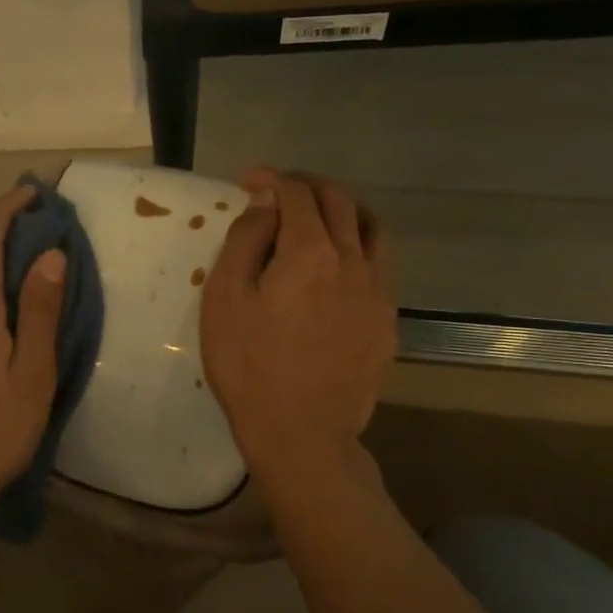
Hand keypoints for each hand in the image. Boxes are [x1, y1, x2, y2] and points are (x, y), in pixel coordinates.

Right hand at [200, 169, 396, 486]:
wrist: (302, 433)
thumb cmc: (249, 366)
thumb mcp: (225, 300)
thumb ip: (245, 242)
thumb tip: (265, 207)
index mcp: (310, 252)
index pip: (297, 194)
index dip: (272, 179)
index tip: (248, 181)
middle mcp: (354, 260)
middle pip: (340, 201)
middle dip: (308, 185)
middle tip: (280, 190)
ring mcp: (378, 291)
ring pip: (371, 227)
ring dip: (343, 209)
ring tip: (318, 216)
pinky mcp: (387, 320)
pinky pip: (381, 262)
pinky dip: (360, 243)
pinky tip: (340, 262)